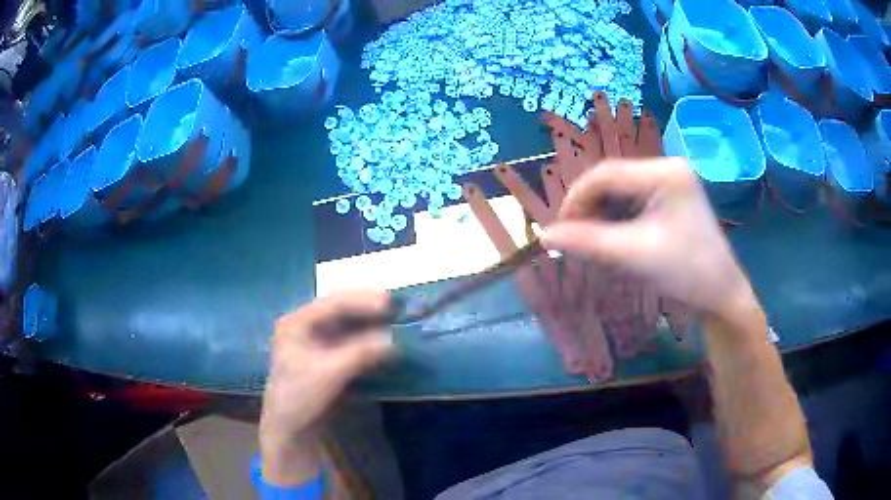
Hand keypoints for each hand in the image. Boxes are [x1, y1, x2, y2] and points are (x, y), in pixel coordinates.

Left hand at [260, 290, 393, 484]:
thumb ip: (359, 354)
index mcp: (296, 323)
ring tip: (392, 318)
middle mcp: (303, 325)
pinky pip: (347, 338)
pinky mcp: (323, 355)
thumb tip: (392, 340)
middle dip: (366, 306)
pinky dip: (364, 336)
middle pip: (338, 308)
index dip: (362, 301)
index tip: (388, 302)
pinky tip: (380, 337)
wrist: (288, 426)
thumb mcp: (329, 374)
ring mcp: (313, 340)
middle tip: (394, 306)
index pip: (332, 304)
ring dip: (367, 320)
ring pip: (344, 322)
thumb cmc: (300, 396)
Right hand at [543, 158, 756, 319]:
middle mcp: (667, 168)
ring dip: (600, 215)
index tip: (558, 229)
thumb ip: (587, 242)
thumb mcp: (634, 256)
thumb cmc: (685, 273)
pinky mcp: (670, 198)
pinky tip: (610, 238)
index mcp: (664, 172)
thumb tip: (544, 235)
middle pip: (613, 180)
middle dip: (589, 208)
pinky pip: (633, 202)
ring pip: (620, 191)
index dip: (576, 198)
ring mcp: (670, 182)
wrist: (721, 296)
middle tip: (572, 238)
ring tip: (589, 241)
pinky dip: (616, 220)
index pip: (606, 173)